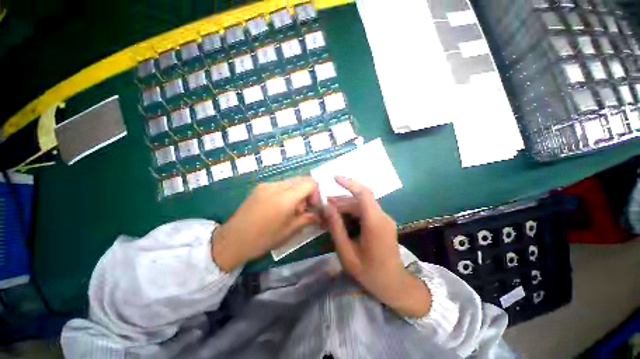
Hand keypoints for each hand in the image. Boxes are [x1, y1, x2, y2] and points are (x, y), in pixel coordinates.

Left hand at [212, 177, 320, 271]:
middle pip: (301, 180)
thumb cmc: (263, 239)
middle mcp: (276, 186)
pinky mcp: (260, 187)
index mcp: (285, 197)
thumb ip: (307, 218)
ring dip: (297, 192)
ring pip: (291, 181)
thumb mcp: (289, 231)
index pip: (310, 183)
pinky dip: (287, 192)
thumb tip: (320, 215)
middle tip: (303, 209)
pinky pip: (280, 184)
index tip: (313, 207)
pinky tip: (280, 207)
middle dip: (307, 193)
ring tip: (291, 209)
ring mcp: (266, 185)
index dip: (316, 193)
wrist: (232, 240)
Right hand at [325, 176, 431, 317]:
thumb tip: (327, 208)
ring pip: (362, 204)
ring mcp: (385, 219)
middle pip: (360, 199)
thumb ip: (337, 228)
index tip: (334, 177)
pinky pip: (366, 211)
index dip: (349, 183)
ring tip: (330, 209)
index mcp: (375, 223)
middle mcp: (382, 216)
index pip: (364, 194)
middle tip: (324, 203)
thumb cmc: (369, 273)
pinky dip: (353, 210)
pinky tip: (342, 216)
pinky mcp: (383, 222)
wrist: (395, 285)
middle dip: (341, 199)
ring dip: (346, 205)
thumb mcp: (347, 253)